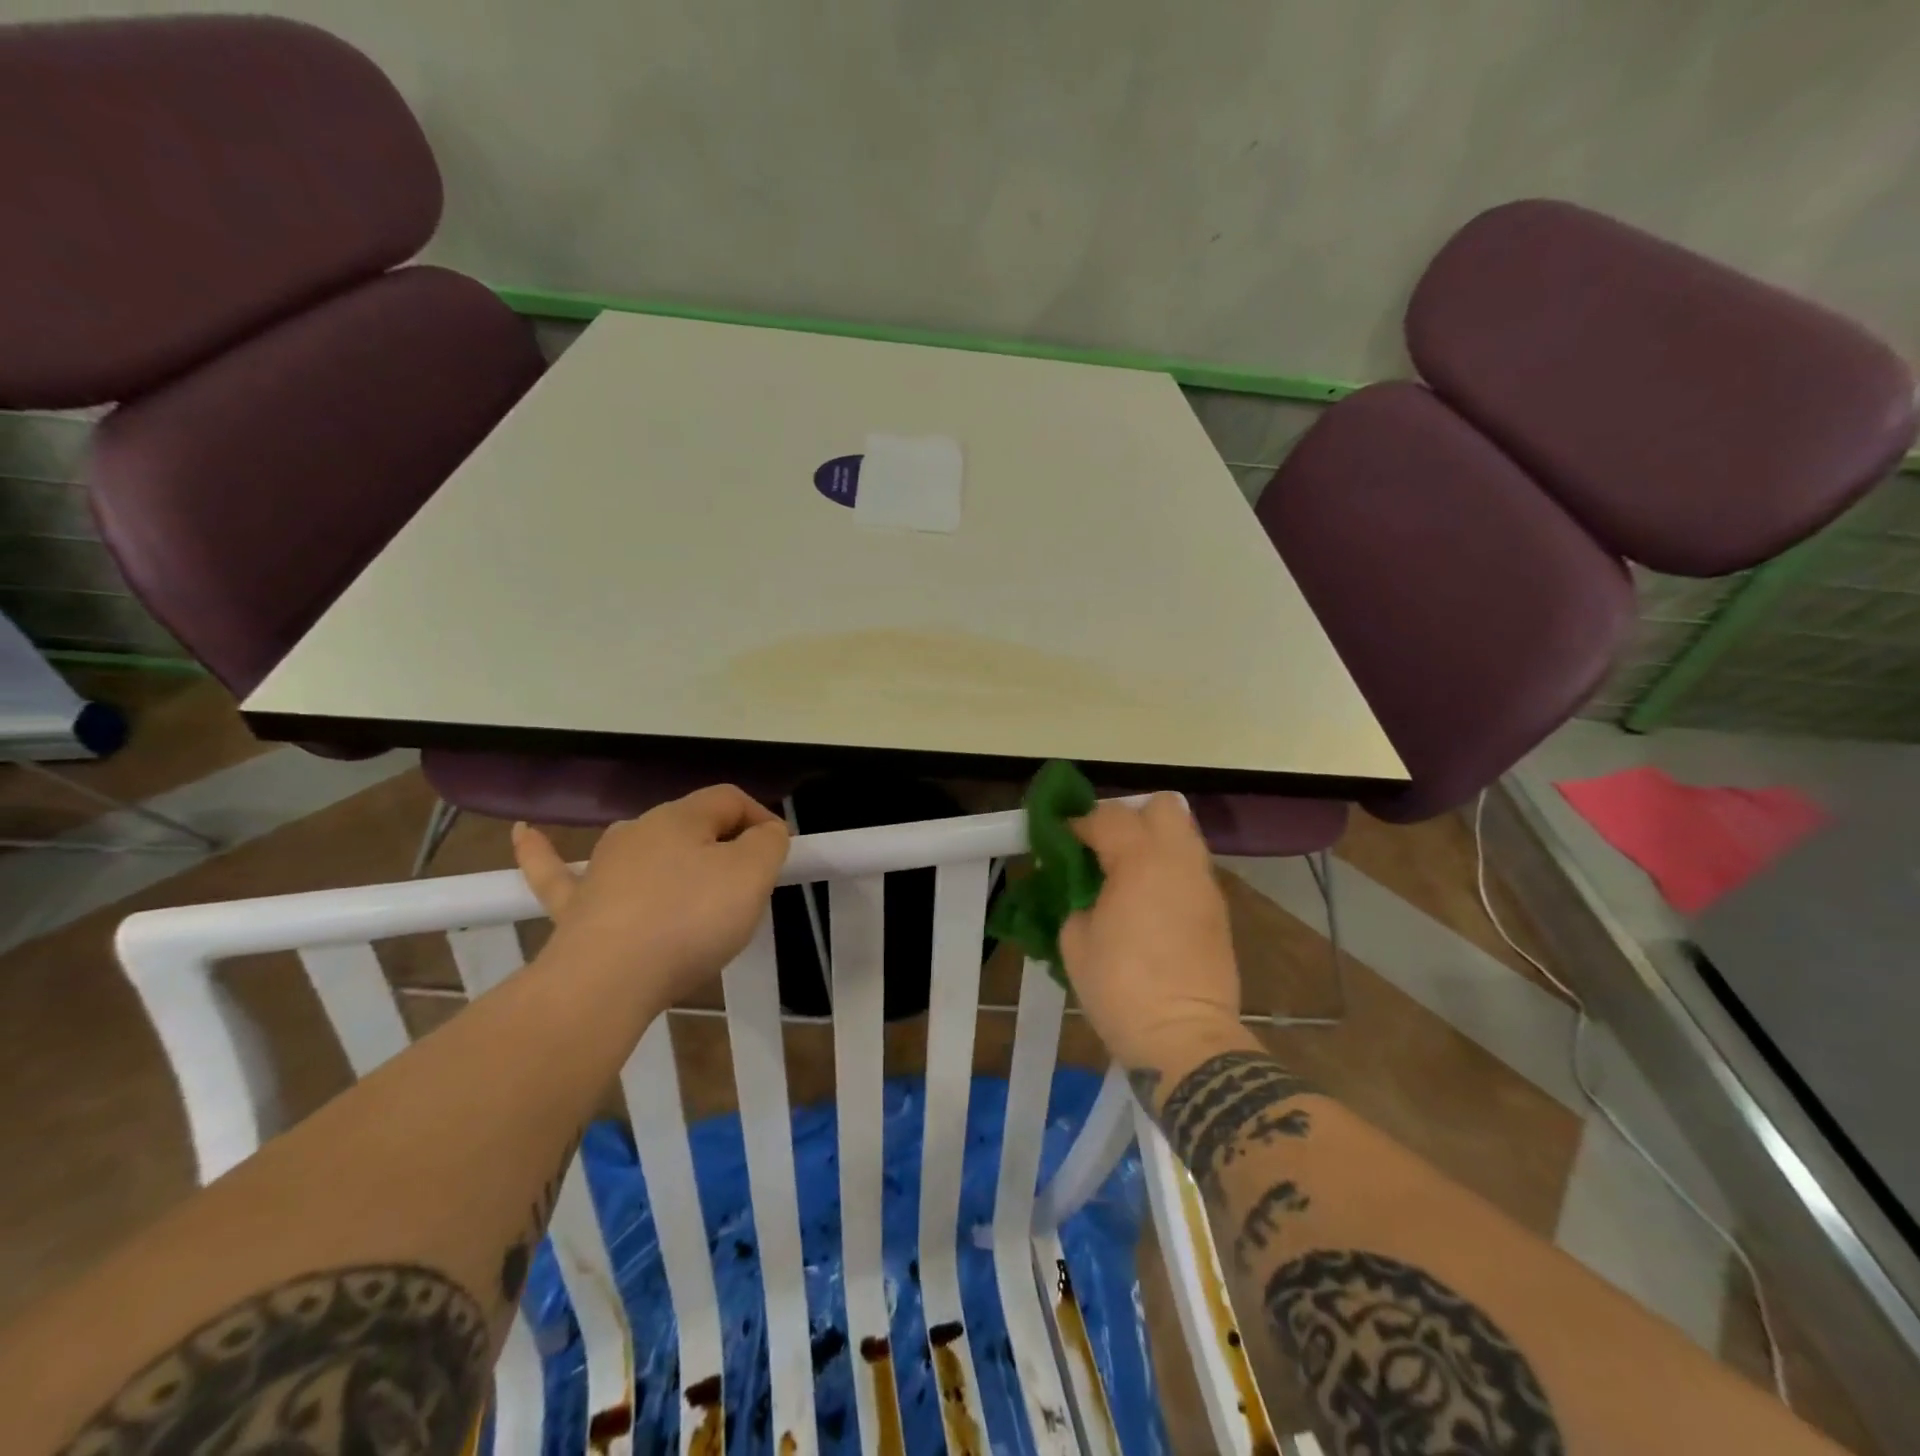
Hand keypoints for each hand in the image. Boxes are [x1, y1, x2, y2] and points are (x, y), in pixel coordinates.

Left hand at [512, 785, 789, 1012]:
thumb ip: (768, 843)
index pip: (731, 799)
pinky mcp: (576, 907)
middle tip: (747, 886)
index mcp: (682, 818)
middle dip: (724, 846)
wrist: (606, 982)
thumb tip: (765, 832)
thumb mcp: (752, 875)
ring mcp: (601, 868)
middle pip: (692, 824)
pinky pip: (557, 871)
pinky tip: (524, 832)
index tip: (778, 857)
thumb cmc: (690, 921)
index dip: (762, 820)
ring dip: (668, 852)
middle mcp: (638, 831)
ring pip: (642, 848)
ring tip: (689, 873)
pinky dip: (543, 851)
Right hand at [1058, 794, 1241, 1071]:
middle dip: (1130, 817)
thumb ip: (1076, 899)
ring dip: (1153, 841)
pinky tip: (1148, 901)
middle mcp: (1178, 860)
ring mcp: (1204, 884)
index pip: (1107, 816)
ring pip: (1183, 834)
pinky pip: (1191, 868)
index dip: (1078, 823)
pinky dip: (1169, 870)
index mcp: (1139, 860)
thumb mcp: (1075, 941)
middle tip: (1104, 847)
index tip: (1060, 841)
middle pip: (1162, 805)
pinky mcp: (1218, 910)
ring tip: (1126, 873)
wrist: (1185, 1039)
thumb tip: (1082, 888)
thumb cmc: (1120, 988)